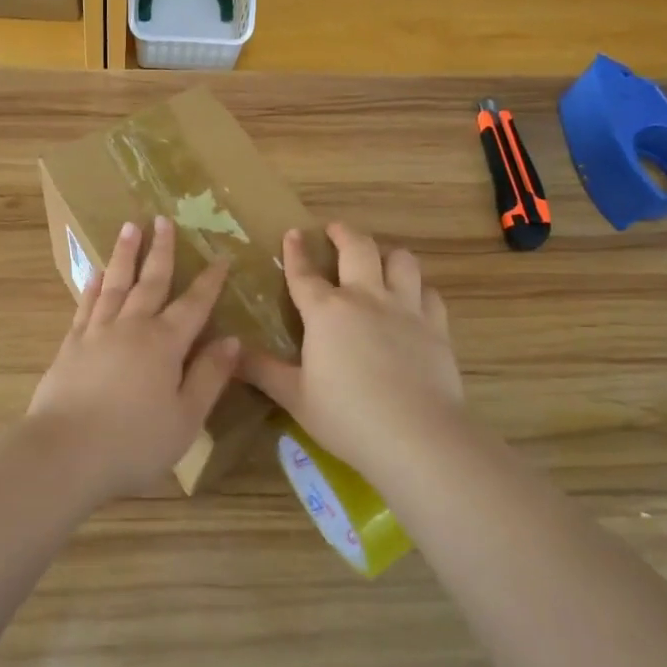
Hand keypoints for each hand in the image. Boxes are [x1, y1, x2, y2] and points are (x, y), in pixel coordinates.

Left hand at [27, 216, 238, 501]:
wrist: (65, 452)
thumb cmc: (134, 442)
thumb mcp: (186, 417)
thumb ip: (209, 376)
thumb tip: (232, 340)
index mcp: (165, 344)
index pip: (194, 304)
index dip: (209, 281)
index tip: (221, 256)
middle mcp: (131, 327)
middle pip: (150, 282)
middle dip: (160, 250)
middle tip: (163, 219)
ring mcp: (96, 333)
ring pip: (114, 284)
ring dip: (124, 255)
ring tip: (129, 228)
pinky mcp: (70, 346)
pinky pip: (85, 305)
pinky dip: (92, 286)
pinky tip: (95, 274)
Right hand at [241, 222, 465, 482]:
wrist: (416, 436)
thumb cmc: (346, 417)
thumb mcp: (294, 396)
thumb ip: (262, 371)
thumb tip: (230, 353)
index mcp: (326, 312)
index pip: (304, 273)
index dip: (295, 252)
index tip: (293, 233)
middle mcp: (366, 298)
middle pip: (357, 249)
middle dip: (344, 233)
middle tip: (335, 230)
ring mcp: (405, 309)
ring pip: (401, 261)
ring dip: (387, 254)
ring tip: (380, 259)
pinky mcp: (436, 327)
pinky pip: (429, 293)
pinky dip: (419, 290)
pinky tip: (415, 300)